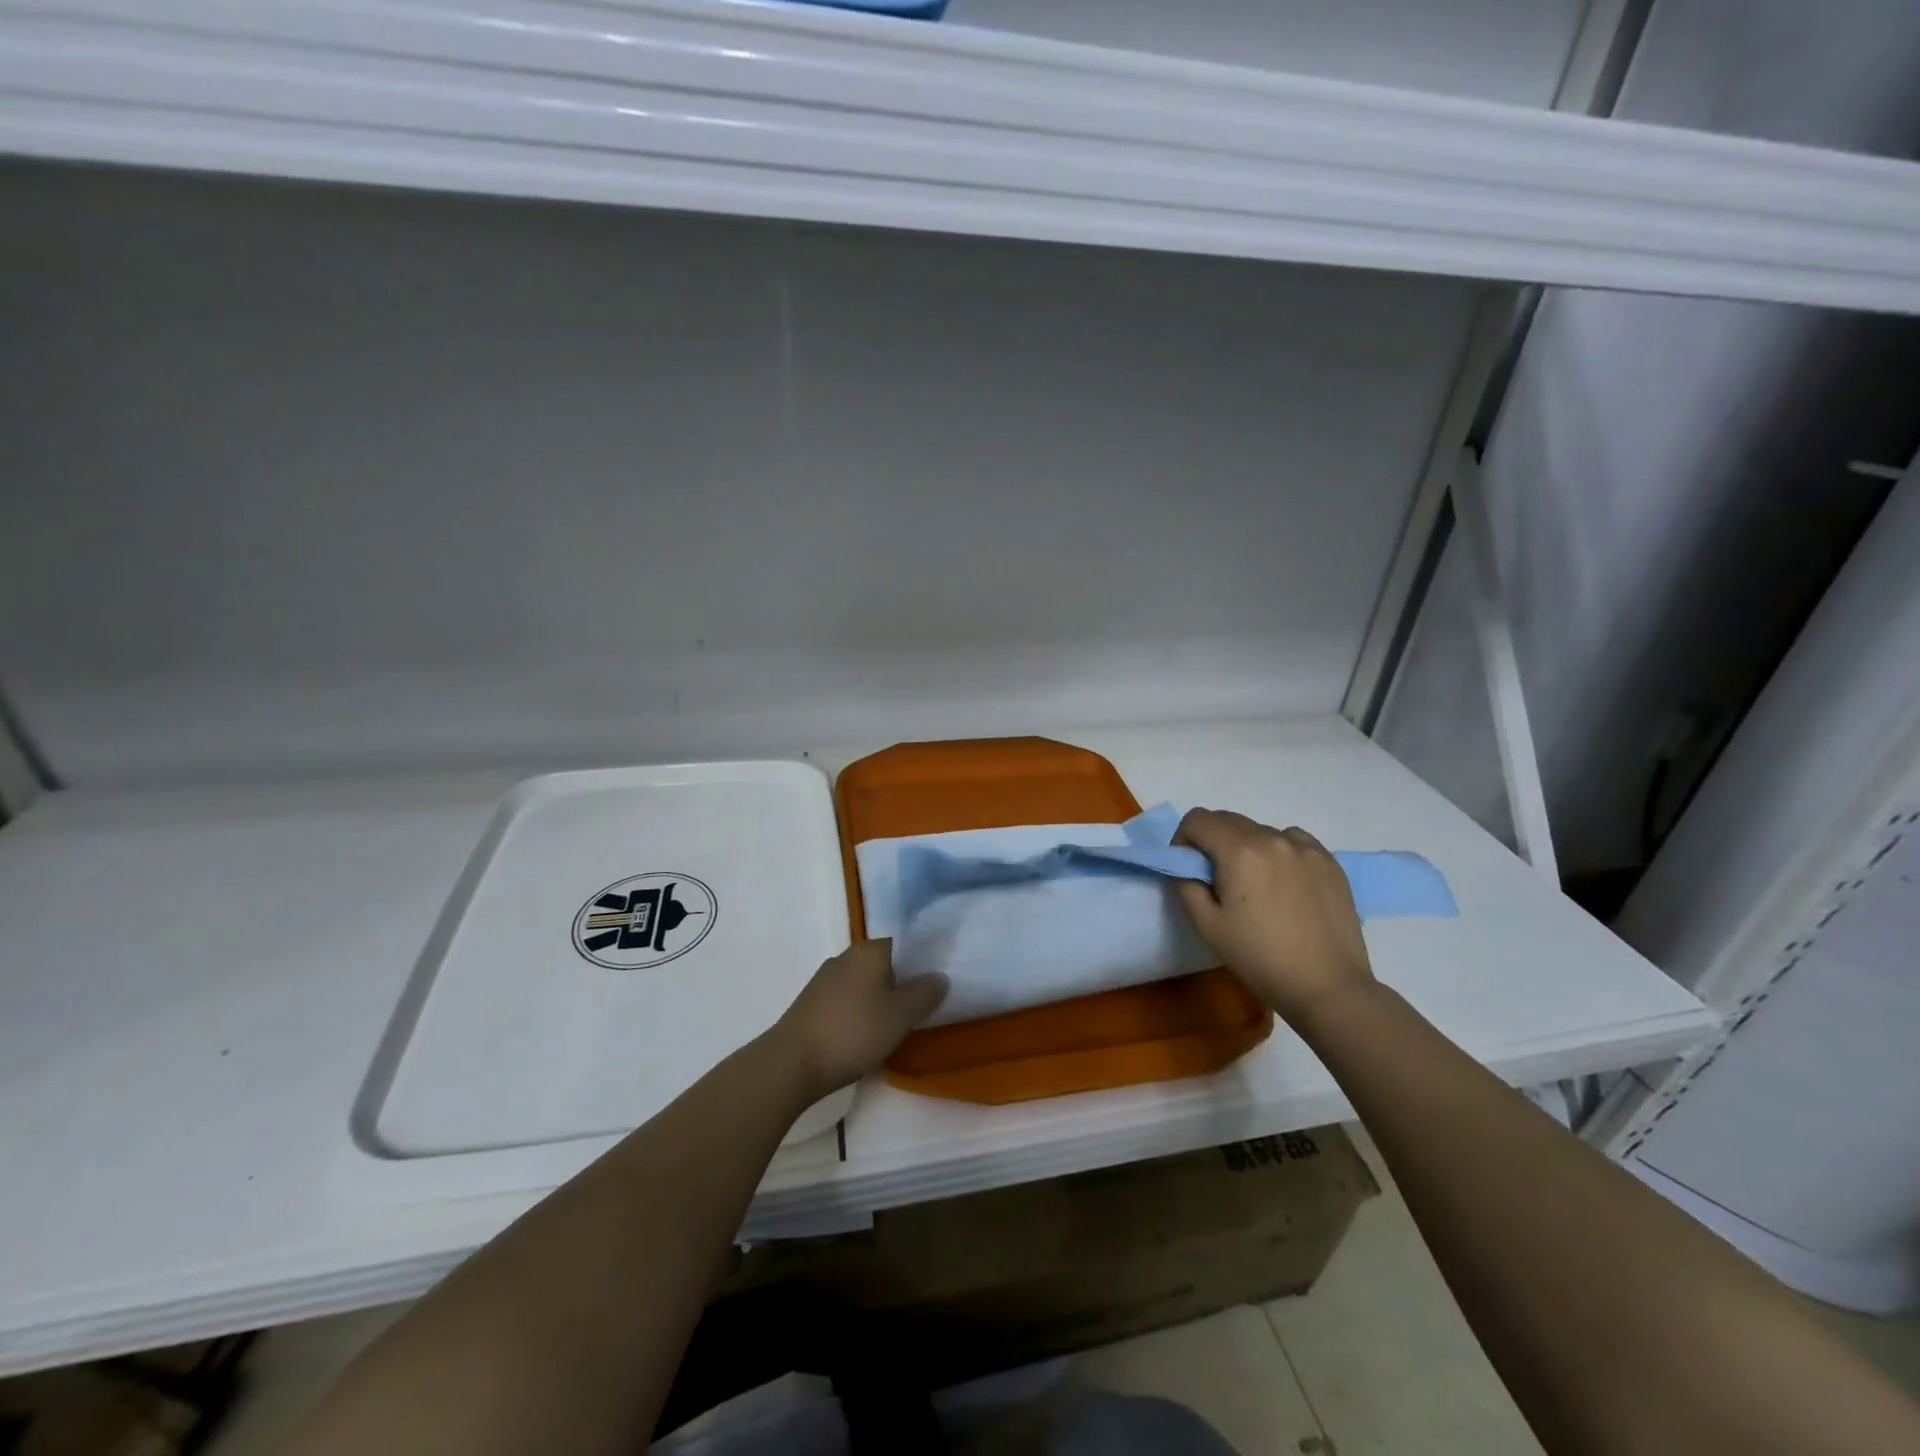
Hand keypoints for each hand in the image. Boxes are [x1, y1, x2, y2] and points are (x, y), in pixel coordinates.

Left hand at [770, 940, 947, 1100]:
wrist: (792, 1063)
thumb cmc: (854, 1031)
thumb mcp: (901, 1015)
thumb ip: (925, 993)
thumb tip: (939, 976)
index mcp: (869, 950)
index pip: (903, 943)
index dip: (922, 961)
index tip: (935, 982)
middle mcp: (846, 956)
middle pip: (883, 963)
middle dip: (901, 982)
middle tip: (921, 1007)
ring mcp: (824, 980)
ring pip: (864, 983)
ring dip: (879, 1000)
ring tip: (895, 1026)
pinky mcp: (811, 1004)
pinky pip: (846, 1001)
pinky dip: (859, 1013)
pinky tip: (865, 1036)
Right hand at [1173, 809, 1375, 1024]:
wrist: (1328, 986)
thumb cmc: (1260, 958)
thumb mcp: (1206, 926)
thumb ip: (1185, 884)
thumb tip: (1185, 865)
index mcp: (1239, 851)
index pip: (1197, 819)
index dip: (1184, 840)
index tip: (1189, 869)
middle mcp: (1273, 838)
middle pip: (1228, 819)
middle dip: (1212, 841)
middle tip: (1217, 880)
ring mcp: (1305, 847)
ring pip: (1260, 829)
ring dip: (1245, 846)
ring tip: (1255, 885)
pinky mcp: (1329, 861)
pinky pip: (1292, 840)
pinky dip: (1278, 850)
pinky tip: (1284, 883)